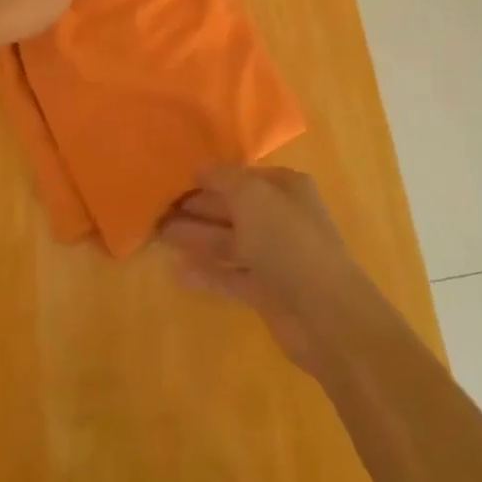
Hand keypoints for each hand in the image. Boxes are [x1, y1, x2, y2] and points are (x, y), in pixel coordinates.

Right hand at [159, 165, 380, 372]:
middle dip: (197, 208)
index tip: (173, 180)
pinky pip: (231, 275)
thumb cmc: (288, 240)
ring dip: (196, 237)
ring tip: (158, 235)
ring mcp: (275, 257)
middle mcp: (281, 217)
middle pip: (232, 208)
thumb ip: (223, 179)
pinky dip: (207, 273)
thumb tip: (200, 168)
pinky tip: (178, 272)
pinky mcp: (267, 291)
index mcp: (285, 187)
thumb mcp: (253, 196)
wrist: (325, 313)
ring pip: (228, 242)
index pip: (241, 177)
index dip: (208, 178)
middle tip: (157, 208)